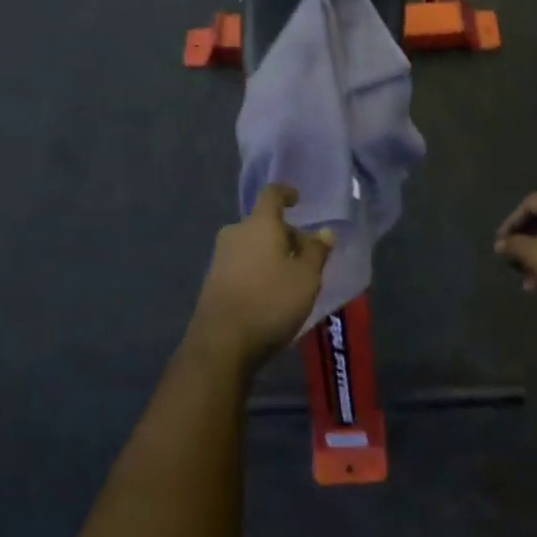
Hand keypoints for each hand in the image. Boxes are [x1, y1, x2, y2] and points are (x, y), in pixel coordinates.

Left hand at [185, 185, 333, 376]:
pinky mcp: (212, 281)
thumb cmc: (270, 301)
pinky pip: (242, 265)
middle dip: (286, 235)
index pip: (271, 194)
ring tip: (292, 279)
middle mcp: (235, 233)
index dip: (285, 193)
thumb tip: (324, 232)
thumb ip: (316, 251)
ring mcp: (220, 257)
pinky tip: (271, 294)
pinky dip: (258, 270)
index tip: (297, 200)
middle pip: (263, 224)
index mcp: (259, 224)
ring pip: (252, 245)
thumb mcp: (306, 277)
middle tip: (307, 257)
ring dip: (272, 255)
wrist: (221, 343)